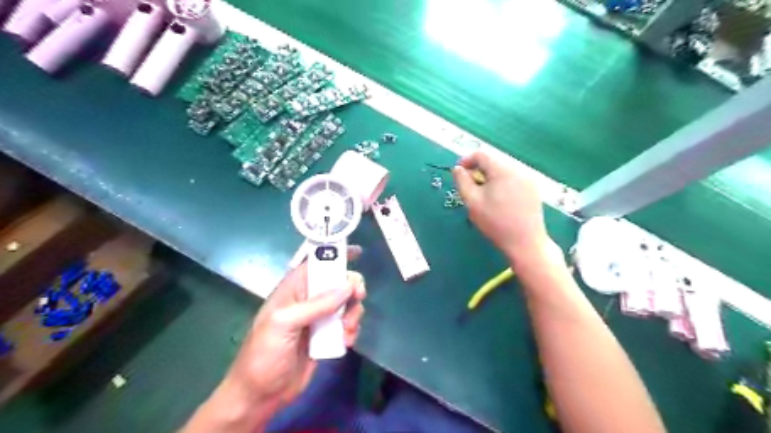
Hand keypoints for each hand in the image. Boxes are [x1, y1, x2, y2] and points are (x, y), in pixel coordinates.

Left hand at [220, 246, 364, 412]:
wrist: (261, 396)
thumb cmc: (264, 354)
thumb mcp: (284, 324)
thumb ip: (316, 305)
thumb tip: (347, 287)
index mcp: (293, 290)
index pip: (315, 263)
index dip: (335, 254)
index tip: (357, 252)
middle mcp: (308, 300)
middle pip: (337, 282)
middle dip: (351, 287)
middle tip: (358, 297)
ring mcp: (318, 319)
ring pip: (346, 303)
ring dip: (353, 312)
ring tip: (348, 329)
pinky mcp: (327, 336)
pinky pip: (347, 324)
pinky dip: (352, 330)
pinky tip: (346, 342)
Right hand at [452, 149, 549, 262]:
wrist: (525, 242)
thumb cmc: (495, 222)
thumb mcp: (472, 202)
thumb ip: (462, 181)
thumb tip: (458, 168)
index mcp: (502, 169)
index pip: (481, 154)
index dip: (466, 160)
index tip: (458, 173)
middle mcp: (518, 168)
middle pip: (493, 161)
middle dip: (478, 170)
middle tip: (469, 186)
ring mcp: (528, 178)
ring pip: (503, 169)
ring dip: (490, 177)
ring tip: (483, 194)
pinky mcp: (533, 189)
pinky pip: (513, 178)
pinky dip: (502, 183)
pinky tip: (499, 199)